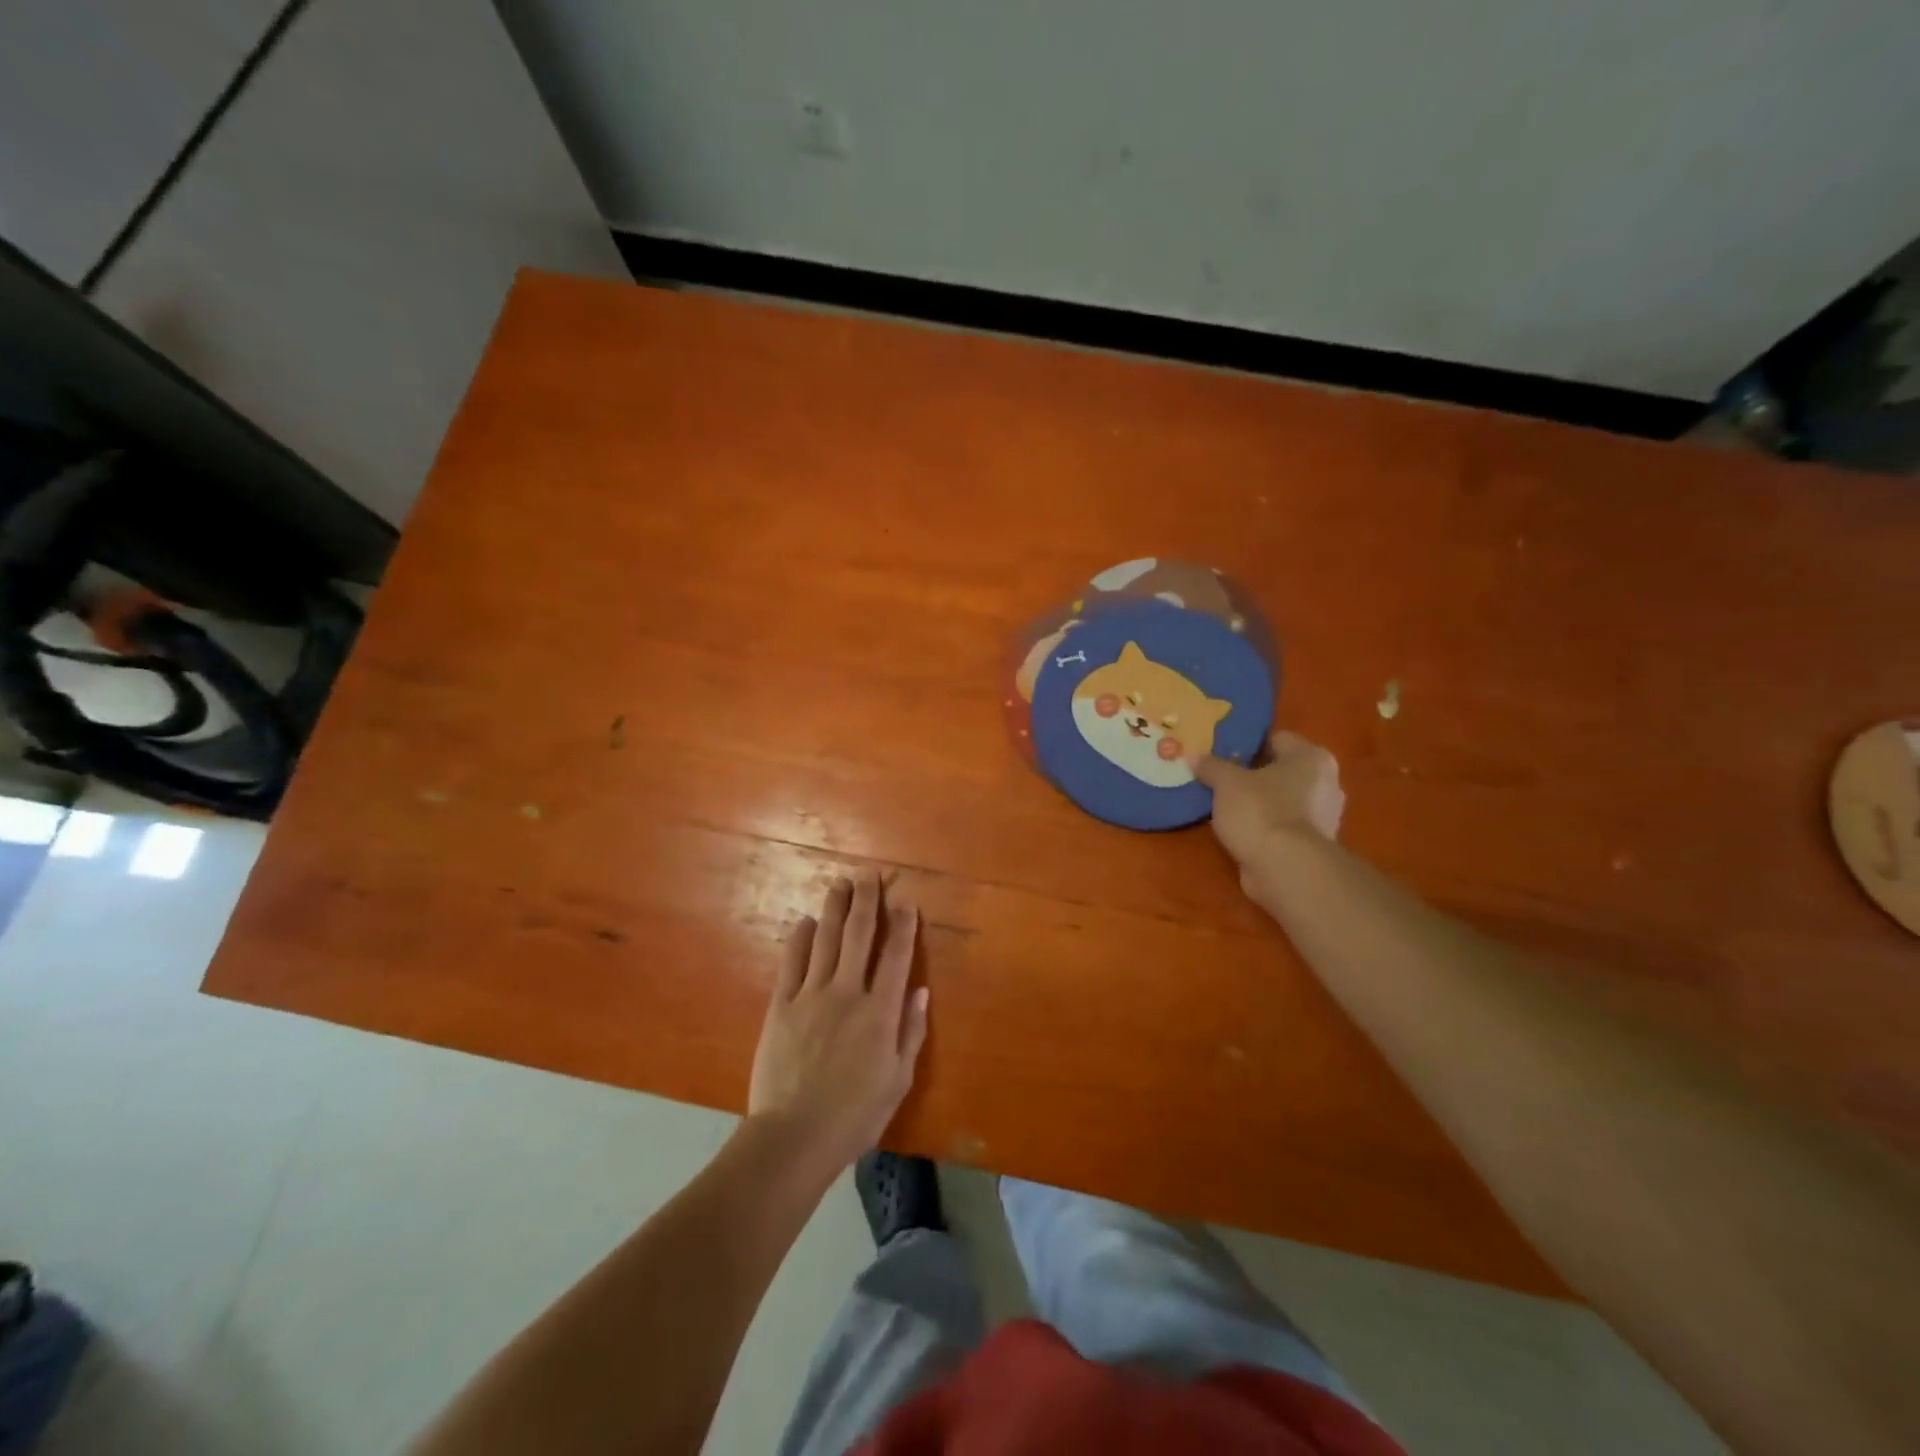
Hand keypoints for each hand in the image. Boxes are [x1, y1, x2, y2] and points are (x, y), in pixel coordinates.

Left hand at [748, 871, 928, 1173]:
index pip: (896, 956)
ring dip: (835, 908)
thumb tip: (920, 990)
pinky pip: (792, 962)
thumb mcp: (897, 1080)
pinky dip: (799, 938)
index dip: (903, 924)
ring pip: (825, 940)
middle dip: (867, 901)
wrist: (794, 1136)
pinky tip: (804, 922)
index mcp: (880, 1011)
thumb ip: (910, 1032)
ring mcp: (811, 995)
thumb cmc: (855, 1115)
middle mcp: (847, 992)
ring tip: (840, 883)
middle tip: (869, 874)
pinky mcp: (782, 1005)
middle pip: (859, 935)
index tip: (906, 899)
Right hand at [1190, 731, 1344, 874]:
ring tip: (1224, 803)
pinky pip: (1281, 824)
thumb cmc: (1261, 811)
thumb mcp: (1226, 782)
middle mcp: (1325, 782)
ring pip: (1281, 798)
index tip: (1221, 751)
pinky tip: (1238, 827)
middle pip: (1280, 769)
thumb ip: (1211, 766)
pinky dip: (1263, 825)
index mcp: (1311, 757)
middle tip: (1219, 776)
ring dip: (1257, 801)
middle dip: (1251, 773)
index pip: (1276, 738)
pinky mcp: (1312, 845)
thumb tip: (1193, 756)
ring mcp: (1323, 816)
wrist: (1286, 869)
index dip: (1247, 742)